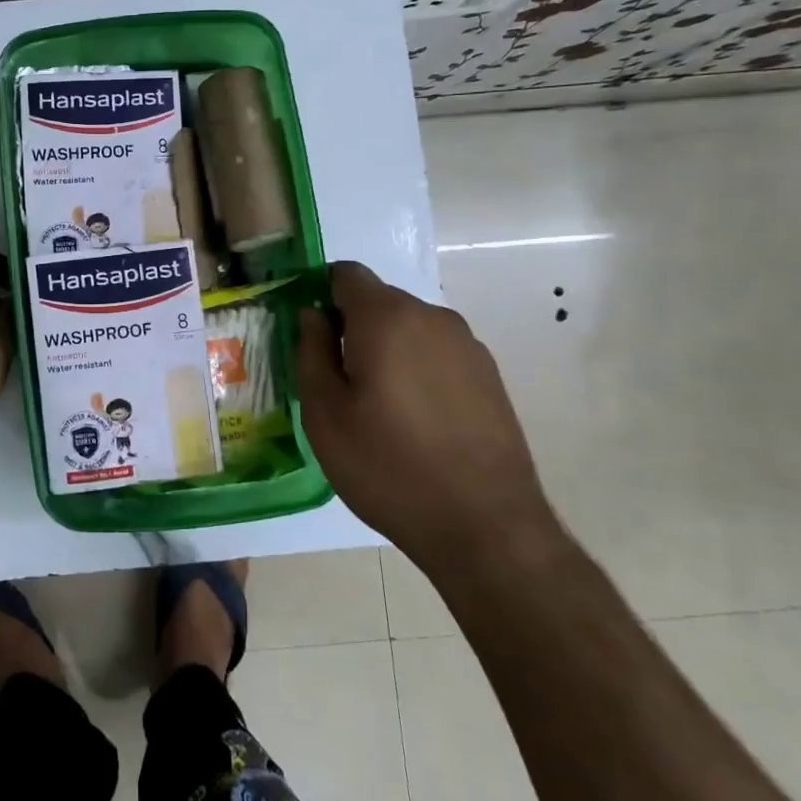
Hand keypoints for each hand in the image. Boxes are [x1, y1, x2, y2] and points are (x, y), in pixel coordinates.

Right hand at [294, 262, 559, 582]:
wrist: (486, 527)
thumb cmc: (387, 466)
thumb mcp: (323, 413)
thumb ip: (311, 351)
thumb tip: (313, 315)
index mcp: (386, 317)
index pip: (345, 273)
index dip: (320, 294)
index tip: (310, 336)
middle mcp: (432, 317)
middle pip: (378, 301)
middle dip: (352, 328)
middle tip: (337, 382)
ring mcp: (468, 345)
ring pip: (409, 329)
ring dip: (386, 350)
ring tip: (377, 408)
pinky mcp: (490, 376)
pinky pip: (437, 354)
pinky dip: (417, 370)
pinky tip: (415, 421)